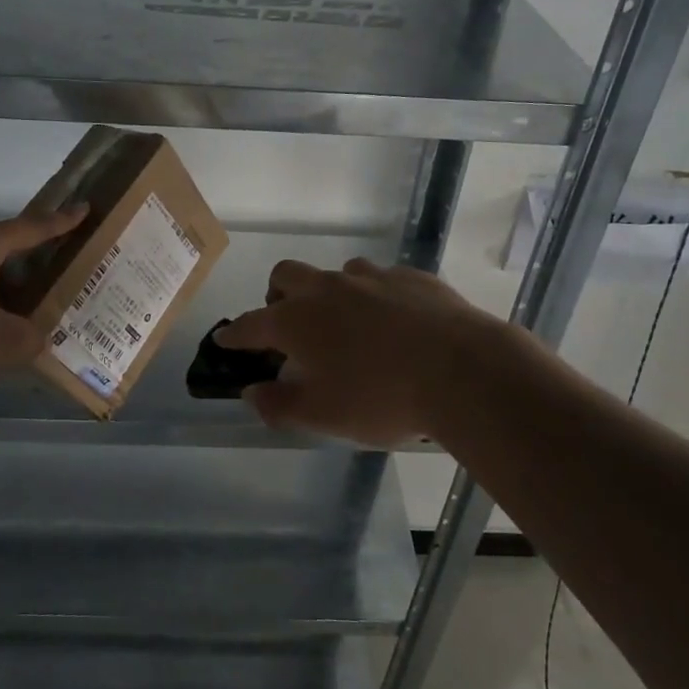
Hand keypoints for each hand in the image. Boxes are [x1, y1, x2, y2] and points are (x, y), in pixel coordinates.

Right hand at [216, 258, 515, 446]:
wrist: (463, 371)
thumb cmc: (381, 398)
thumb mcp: (322, 415)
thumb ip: (279, 404)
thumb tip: (252, 393)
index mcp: (297, 321)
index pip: (250, 324)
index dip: (235, 334)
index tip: (225, 339)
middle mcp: (328, 289)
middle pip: (286, 276)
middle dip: (276, 296)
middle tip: (285, 323)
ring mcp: (372, 277)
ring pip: (336, 273)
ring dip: (329, 293)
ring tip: (346, 325)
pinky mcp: (411, 277)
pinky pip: (381, 279)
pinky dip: (374, 296)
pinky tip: (393, 321)